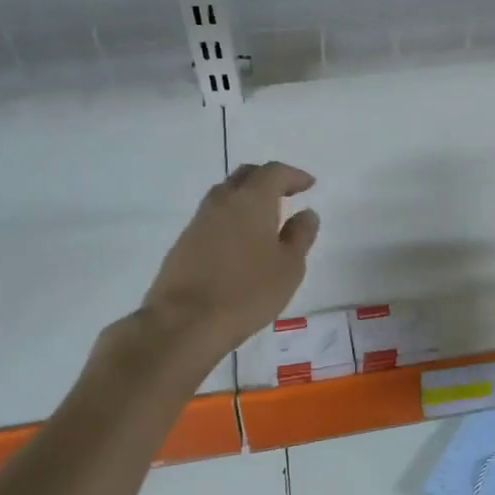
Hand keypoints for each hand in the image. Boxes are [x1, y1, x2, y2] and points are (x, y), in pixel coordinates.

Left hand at [140, 162, 320, 357]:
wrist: (185, 322)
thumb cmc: (247, 292)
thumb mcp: (289, 267)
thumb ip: (300, 236)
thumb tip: (306, 214)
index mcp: (251, 200)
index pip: (274, 173)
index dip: (294, 176)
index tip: (309, 185)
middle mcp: (222, 201)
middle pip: (246, 176)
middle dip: (268, 179)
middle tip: (287, 193)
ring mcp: (199, 221)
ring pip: (226, 196)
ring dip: (247, 199)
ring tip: (266, 219)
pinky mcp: (184, 242)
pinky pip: (214, 218)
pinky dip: (232, 219)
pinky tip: (242, 242)